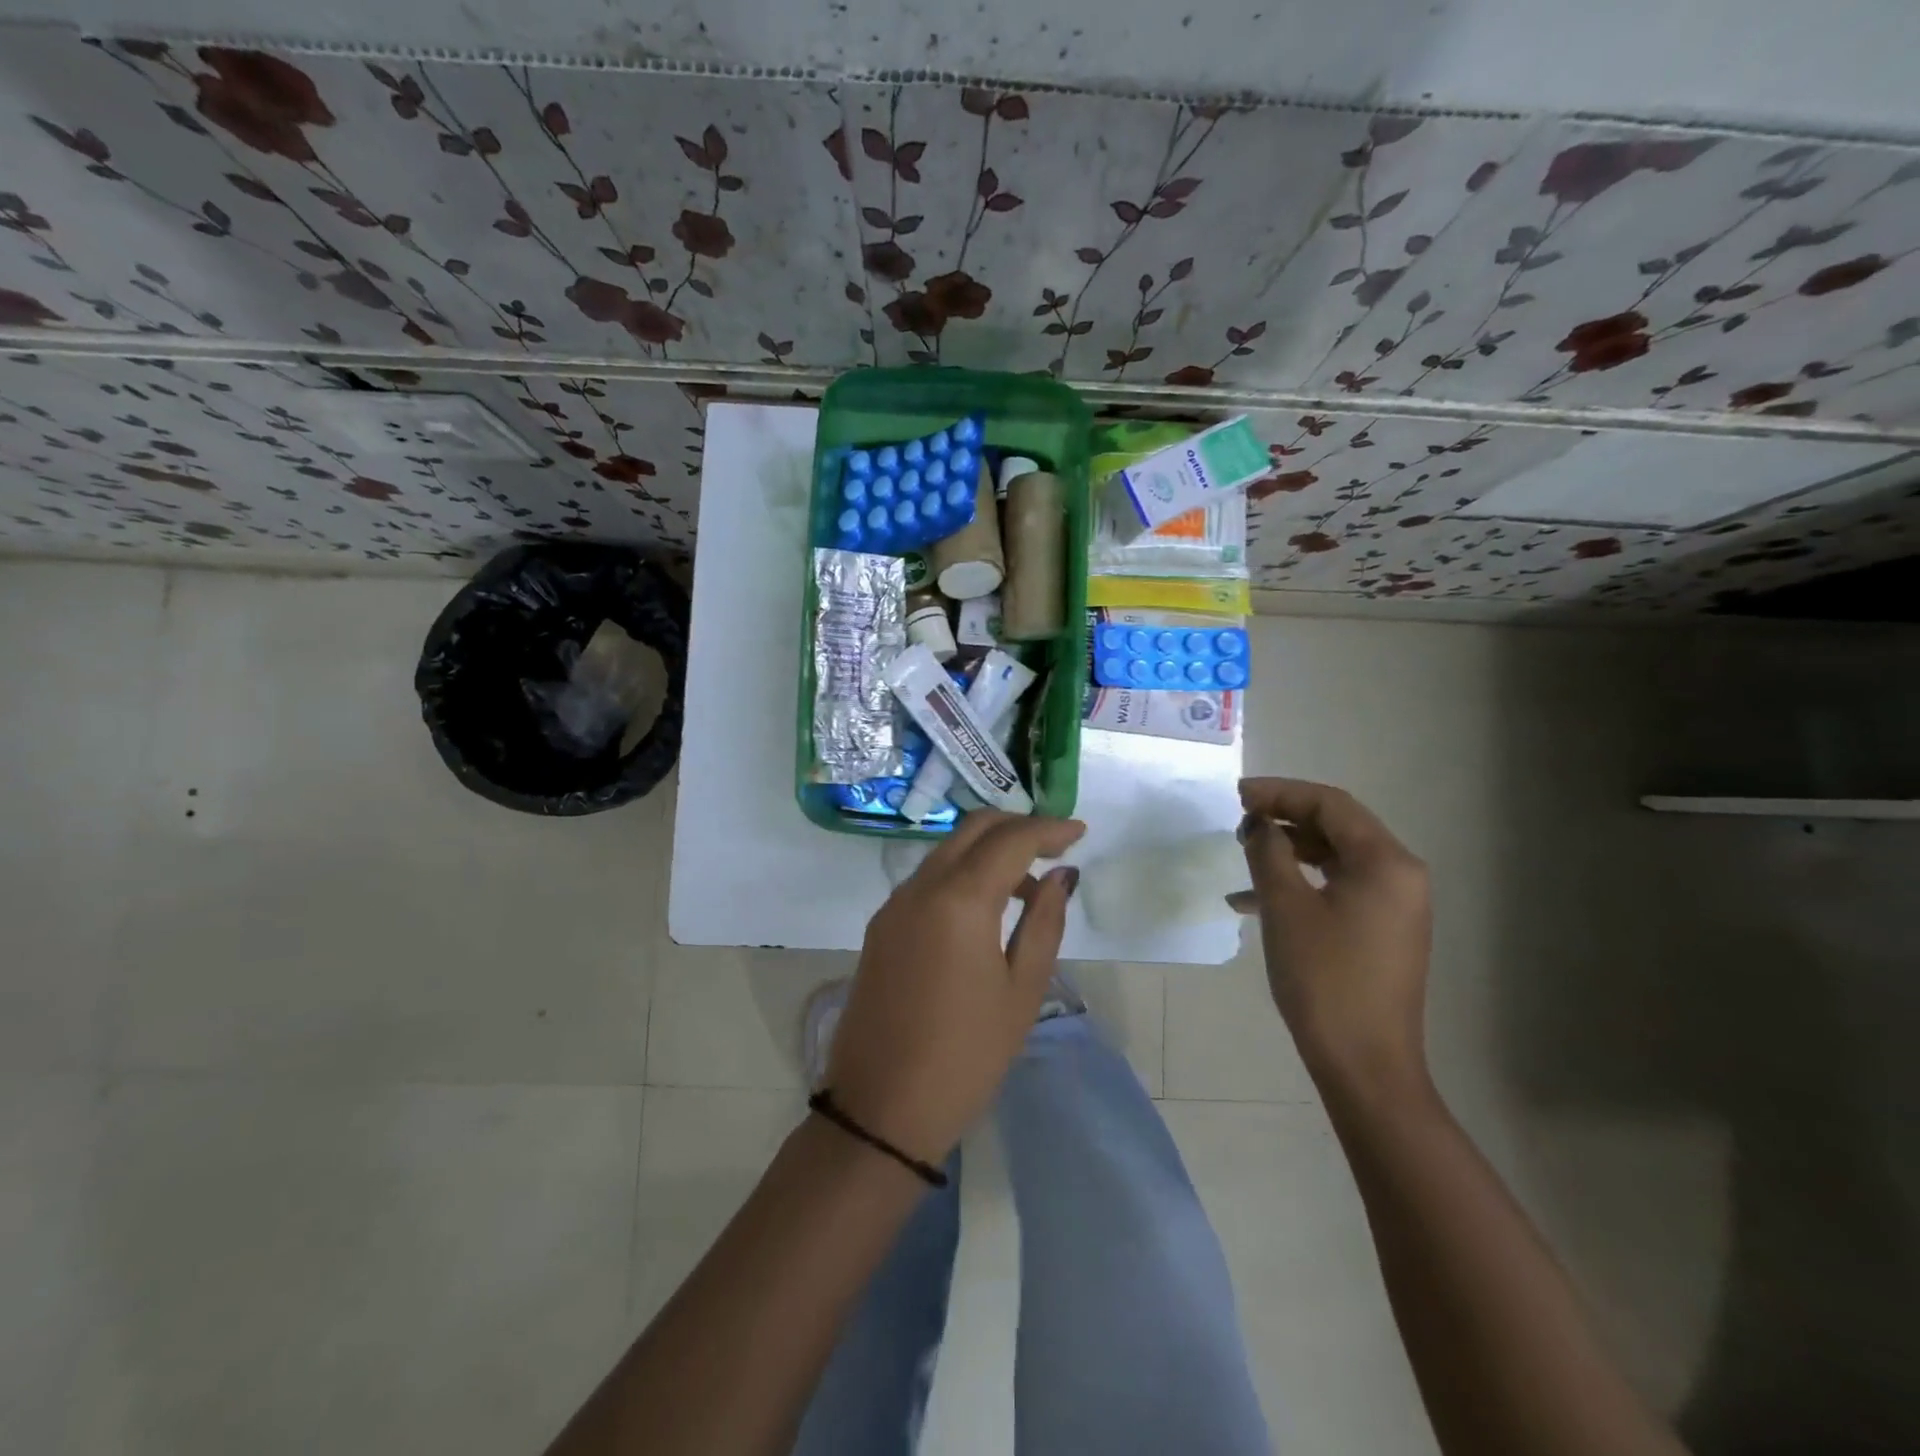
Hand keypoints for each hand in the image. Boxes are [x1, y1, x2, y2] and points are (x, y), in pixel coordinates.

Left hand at [826, 811, 1086, 1163]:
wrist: (881, 1109)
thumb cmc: (966, 1055)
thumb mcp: (1021, 990)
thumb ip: (1044, 921)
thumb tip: (1061, 875)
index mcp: (958, 900)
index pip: (1010, 840)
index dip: (1049, 829)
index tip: (1081, 831)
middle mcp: (920, 887)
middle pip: (972, 829)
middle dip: (1017, 827)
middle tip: (1055, 846)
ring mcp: (894, 905)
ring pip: (947, 850)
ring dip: (989, 851)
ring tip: (1029, 885)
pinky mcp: (882, 926)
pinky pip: (928, 878)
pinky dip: (963, 873)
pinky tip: (987, 907)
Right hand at [1233, 778, 1431, 1097]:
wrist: (1365, 1063)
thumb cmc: (1324, 978)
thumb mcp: (1286, 907)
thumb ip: (1268, 853)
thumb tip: (1258, 824)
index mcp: (1386, 862)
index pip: (1330, 804)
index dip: (1280, 792)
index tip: (1236, 795)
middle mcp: (1400, 875)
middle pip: (1337, 825)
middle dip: (1284, 817)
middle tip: (1238, 820)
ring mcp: (1395, 904)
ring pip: (1335, 856)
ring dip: (1288, 849)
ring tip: (1244, 853)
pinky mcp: (1382, 929)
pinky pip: (1338, 886)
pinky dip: (1300, 882)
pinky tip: (1255, 901)